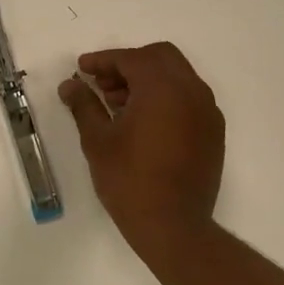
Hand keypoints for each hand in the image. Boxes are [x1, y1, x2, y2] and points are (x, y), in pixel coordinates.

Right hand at [58, 42, 224, 264]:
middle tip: (102, 84)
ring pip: (177, 76)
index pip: (131, 58)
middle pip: (160, 57)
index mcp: (163, 88)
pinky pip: (189, 98)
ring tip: (118, 105)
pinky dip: (166, 97)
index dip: (103, 60)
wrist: (173, 227)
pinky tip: (143, 122)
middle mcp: (191, 91)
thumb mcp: (98, 140)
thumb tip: (70, 84)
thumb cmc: (130, 181)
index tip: (82, 69)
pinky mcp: (213, 131)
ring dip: (148, 80)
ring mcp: (207, 111)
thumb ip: (83, 105)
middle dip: (129, 64)